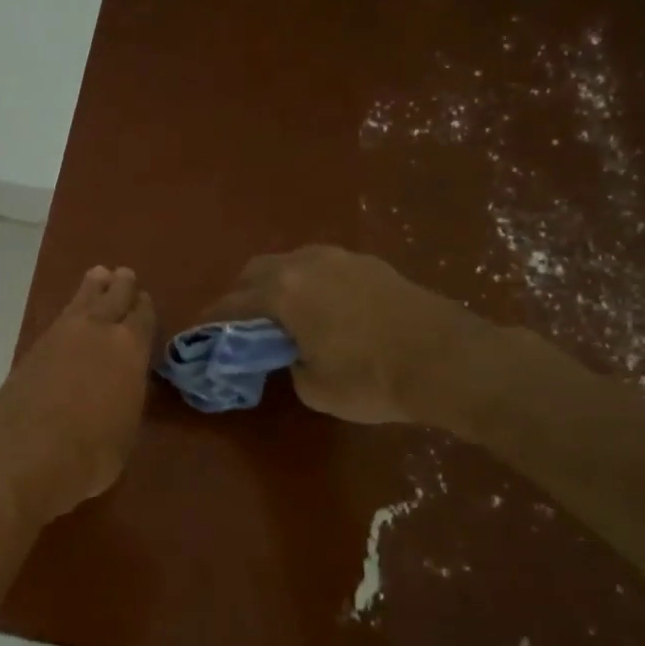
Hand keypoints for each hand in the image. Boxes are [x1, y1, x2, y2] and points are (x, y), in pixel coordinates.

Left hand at [0, 266, 156, 524]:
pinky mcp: (32, 348)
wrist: (28, 454)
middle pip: (112, 298)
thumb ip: (127, 396)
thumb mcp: (126, 429)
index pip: (142, 317)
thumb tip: (123, 386)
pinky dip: (69, 312)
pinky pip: (59, 319)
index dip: (144, 308)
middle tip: (123, 275)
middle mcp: (98, 332)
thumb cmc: (92, 453)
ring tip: (98, 276)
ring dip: (92, 288)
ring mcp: (61, 336)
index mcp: (130, 349)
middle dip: (120, 287)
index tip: (144, 299)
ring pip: (81, 301)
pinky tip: (70, 315)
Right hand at [200, 245, 500, 429]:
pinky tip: (320, 309)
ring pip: (289, 263)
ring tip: (280, 316)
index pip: (229, 305)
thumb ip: (288, 363)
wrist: (449, 359)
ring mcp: (340, 258)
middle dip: (240, 297)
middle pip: (254, 273)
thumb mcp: (313, 387)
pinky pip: (321, 267)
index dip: (208, 322)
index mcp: (282, 292)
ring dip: (275, 286)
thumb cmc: (372, 378)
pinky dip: (307, 284)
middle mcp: (304, 264)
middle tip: (240, 328)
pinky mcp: (369, 263)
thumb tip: (292, 352)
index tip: (195, 336)